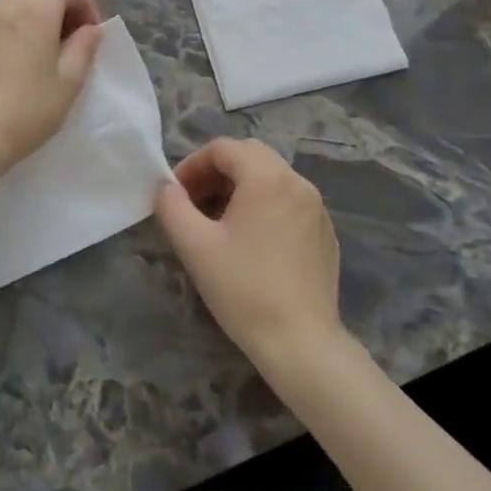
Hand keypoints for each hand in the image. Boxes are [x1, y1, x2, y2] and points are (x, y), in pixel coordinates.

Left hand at [0, 0, 102, 183]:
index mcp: (36, 10)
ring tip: (39, 47)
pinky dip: (6, 25)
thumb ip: (84, 48)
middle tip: (70, 40)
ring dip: (32, 13)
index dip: (83, 2)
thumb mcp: (69, 82)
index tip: (90, 33)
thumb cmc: (28, 110)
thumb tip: (91, 28)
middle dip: (59, 6)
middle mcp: (4, 4)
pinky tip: (7, 56)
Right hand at [154, 138, 345, 372]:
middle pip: (250, 156)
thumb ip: (172, 207)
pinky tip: (252, 243)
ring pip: (272, 178)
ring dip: (240, 188)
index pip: (223, 149)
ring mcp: (317, 208)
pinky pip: (289, 202)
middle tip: (194, 203)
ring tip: (218, 222)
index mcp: (267, 178)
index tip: (175, 194)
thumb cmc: (243, 289)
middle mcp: (297, 182)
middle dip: (216, 172)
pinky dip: (264, 206)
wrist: (301, 342)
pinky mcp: (325, 232)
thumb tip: (165, 188)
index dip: (193, 165)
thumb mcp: (195, 246)